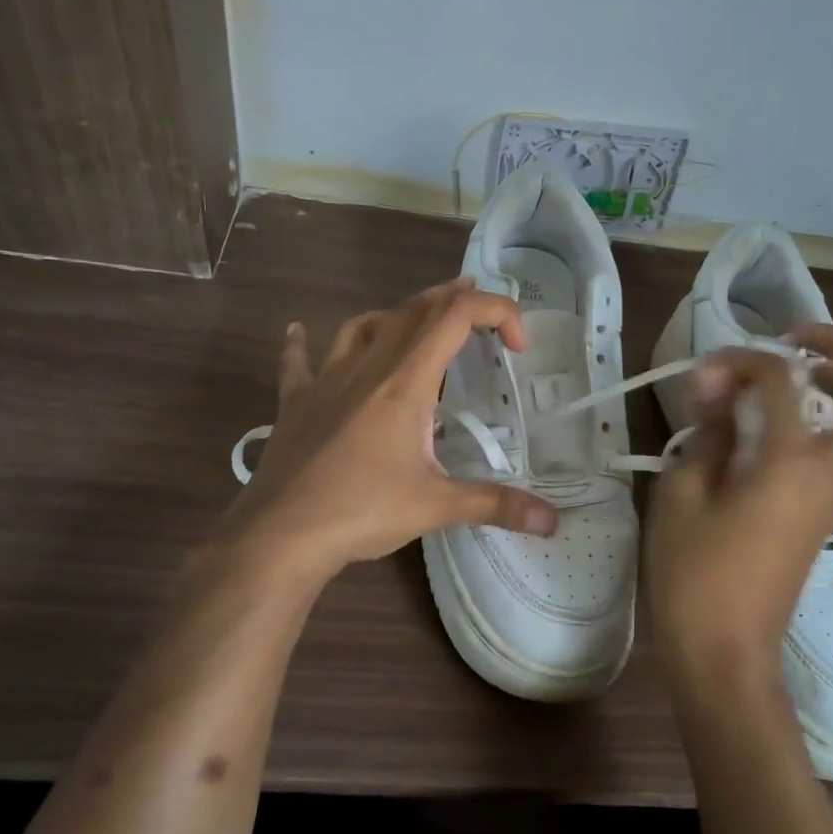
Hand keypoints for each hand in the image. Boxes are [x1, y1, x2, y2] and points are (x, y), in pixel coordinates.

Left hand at [226, 279, 558, 579]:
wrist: (280, 534)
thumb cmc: (361, 511)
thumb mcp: (436, 507)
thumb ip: (495, 505)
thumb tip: (552, 522)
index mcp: (405, 381)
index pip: (456, 316)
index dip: (495, 311)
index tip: (517, 346)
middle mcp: (367, 367)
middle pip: (414, 310)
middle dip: (452, 300)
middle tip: (479, 308)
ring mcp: (326, 380)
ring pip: (363, 325)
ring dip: (396, 316)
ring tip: (416, 324)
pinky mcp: (296, 402)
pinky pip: (299, 360)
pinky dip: (303, 343)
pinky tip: (298, 332)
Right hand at [646, 325, 832, 690]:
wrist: (725, 653)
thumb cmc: (694, 575)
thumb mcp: (682, 495)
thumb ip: (706, 433)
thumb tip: (715, 387)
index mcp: (793, 465)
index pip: (781, 383)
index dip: (742, 360)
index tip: (707, 369)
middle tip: (799, 347)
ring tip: (808, 381)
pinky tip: (797, 425)